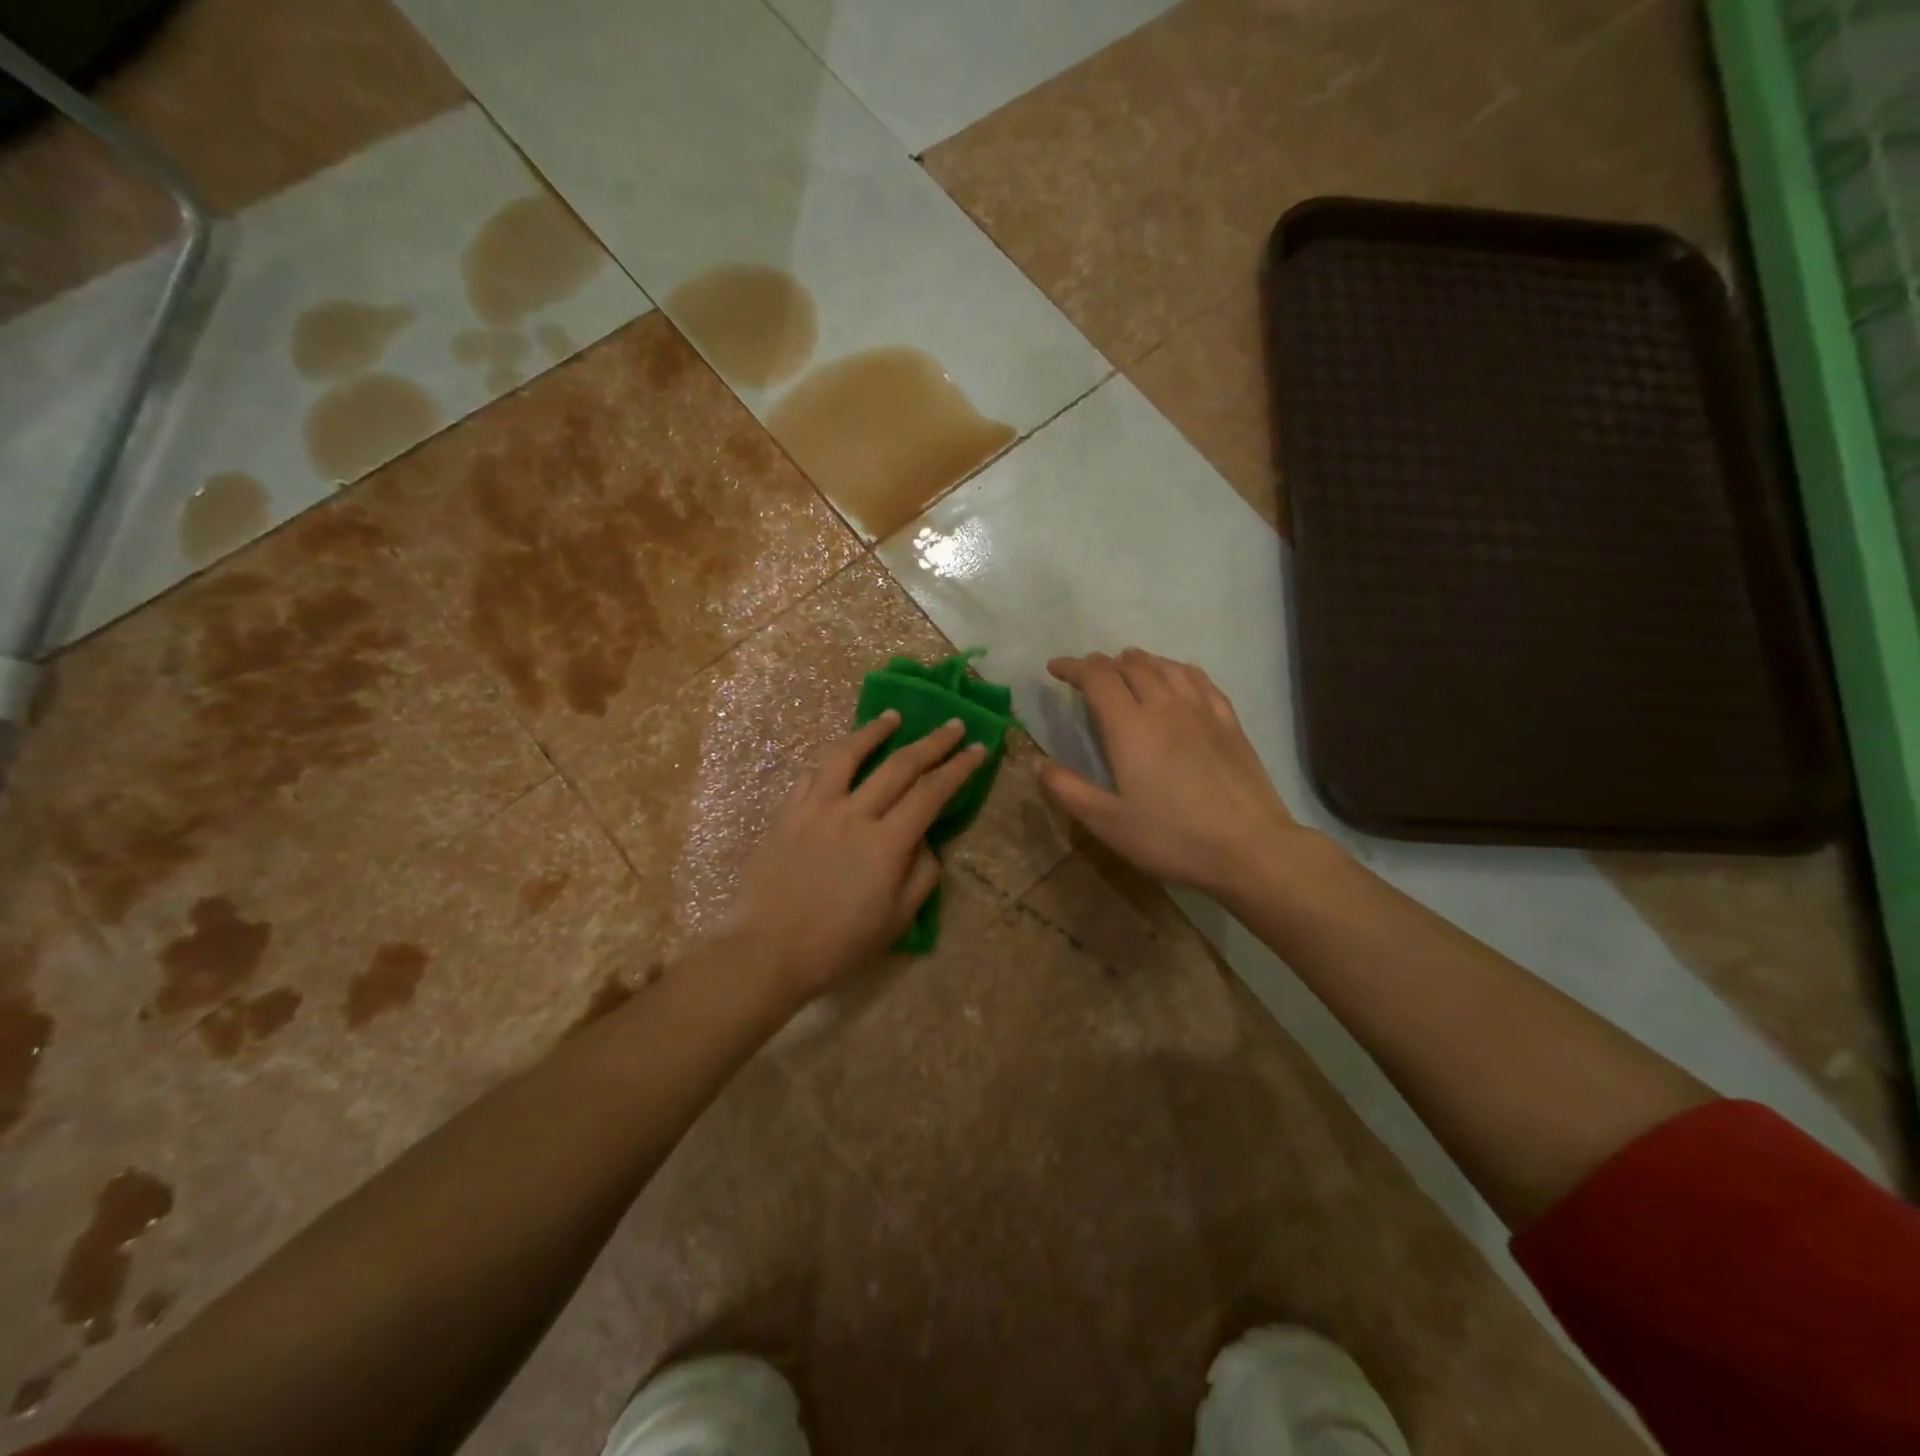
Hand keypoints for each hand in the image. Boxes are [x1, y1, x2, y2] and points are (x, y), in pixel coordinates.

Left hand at [726, 711, 984, 1002]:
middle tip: (953, 724)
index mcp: (886, 843)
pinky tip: (842, 755)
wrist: (768, 952)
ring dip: (875, 731)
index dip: (958, 768)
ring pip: (849, 755)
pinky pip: (813, 775)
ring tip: (893, 717)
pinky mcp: (787, 813)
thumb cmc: (839, 945)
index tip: (978, 748)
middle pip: (899, 765)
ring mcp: (816, 809)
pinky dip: (834, 759)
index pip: (931, 792)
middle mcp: (854, 814)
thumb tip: (925, 840)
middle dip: (932, 742)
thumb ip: (921, 874)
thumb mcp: (898, 921)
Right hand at [1042, 650, 1319, 900]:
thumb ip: (1068, 790)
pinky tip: (1178, 677)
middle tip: (1088, 673)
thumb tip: (1037, 763)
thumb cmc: (1172, 837)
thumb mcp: (1108, 823)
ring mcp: (1202, 710)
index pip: (1097, 678)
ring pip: (1166, 667)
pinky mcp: (1229, 722)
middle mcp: (1164, 706)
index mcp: (1130, 727)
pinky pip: (1199, 679)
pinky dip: (1177, 669)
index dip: (1073, 667)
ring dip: (1140, 661)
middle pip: (1131, 666)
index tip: (1055, 668)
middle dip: (1104, 663)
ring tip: (1127, 665)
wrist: (1250, 847)